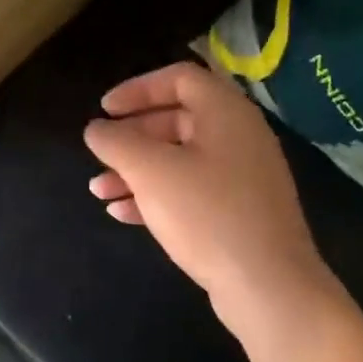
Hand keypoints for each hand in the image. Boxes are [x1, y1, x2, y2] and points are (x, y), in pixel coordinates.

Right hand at [83, 62, 339, 322]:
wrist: (266, 283)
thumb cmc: (206, 214)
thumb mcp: (151, 172)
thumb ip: (117, 143)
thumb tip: (96, 129)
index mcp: (225, 113)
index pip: (180, 78)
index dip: (137, 88)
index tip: (104, 110)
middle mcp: (238, 137)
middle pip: (177, 120)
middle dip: (132, 137)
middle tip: (101, 153)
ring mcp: (241, 177)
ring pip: (180, 160)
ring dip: (136, 171)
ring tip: (99, 192)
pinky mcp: (238, 212)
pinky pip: (190, 191)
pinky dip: (156, 196)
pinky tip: (123, 214)